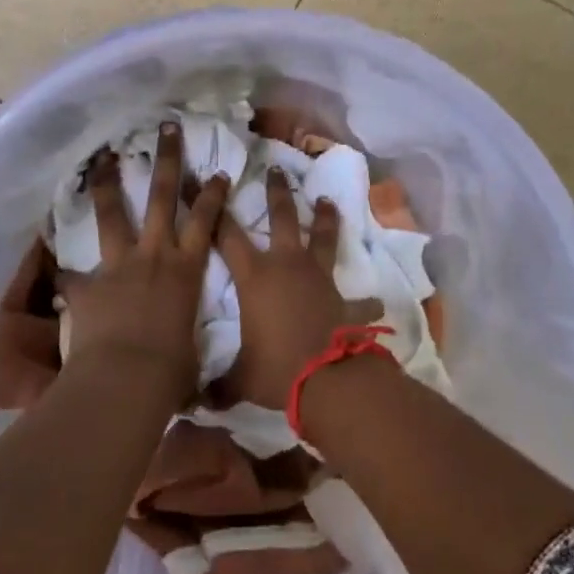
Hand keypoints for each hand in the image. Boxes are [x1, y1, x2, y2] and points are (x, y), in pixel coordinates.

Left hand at [60, 123, 229, 405]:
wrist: (125, 380)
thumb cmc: (171, 370)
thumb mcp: (190, 354)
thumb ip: (185, 343)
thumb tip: (188, 366)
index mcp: (186, 269)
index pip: (205, 220)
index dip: (212, 194)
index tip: (217, 172)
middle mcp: (154, 255)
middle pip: (161, 196)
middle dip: (166, 159)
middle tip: (166, 128)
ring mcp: (118, 265)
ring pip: (112, 213)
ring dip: (107, 183)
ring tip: (103, 156)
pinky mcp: (87, 285)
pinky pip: (70, 273)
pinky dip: (63, 270)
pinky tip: (51, 261)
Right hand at [214, 168, 383, 409]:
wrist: (327, 380)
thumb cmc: (275, 370)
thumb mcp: (239, 379)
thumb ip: (218, 386)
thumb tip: (196, 404)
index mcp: (255, 276)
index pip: (225, 235)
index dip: (210, 208)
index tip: (202, 179)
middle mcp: (287, 266)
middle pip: (280, 218)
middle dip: (276, 192)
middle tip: (274, 168)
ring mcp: (319, 278)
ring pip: (322, 238)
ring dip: (324, 219)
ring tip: (327, 200)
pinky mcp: (344, 298)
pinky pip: (358, 298)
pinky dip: (366, 301)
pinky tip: (377, 302)